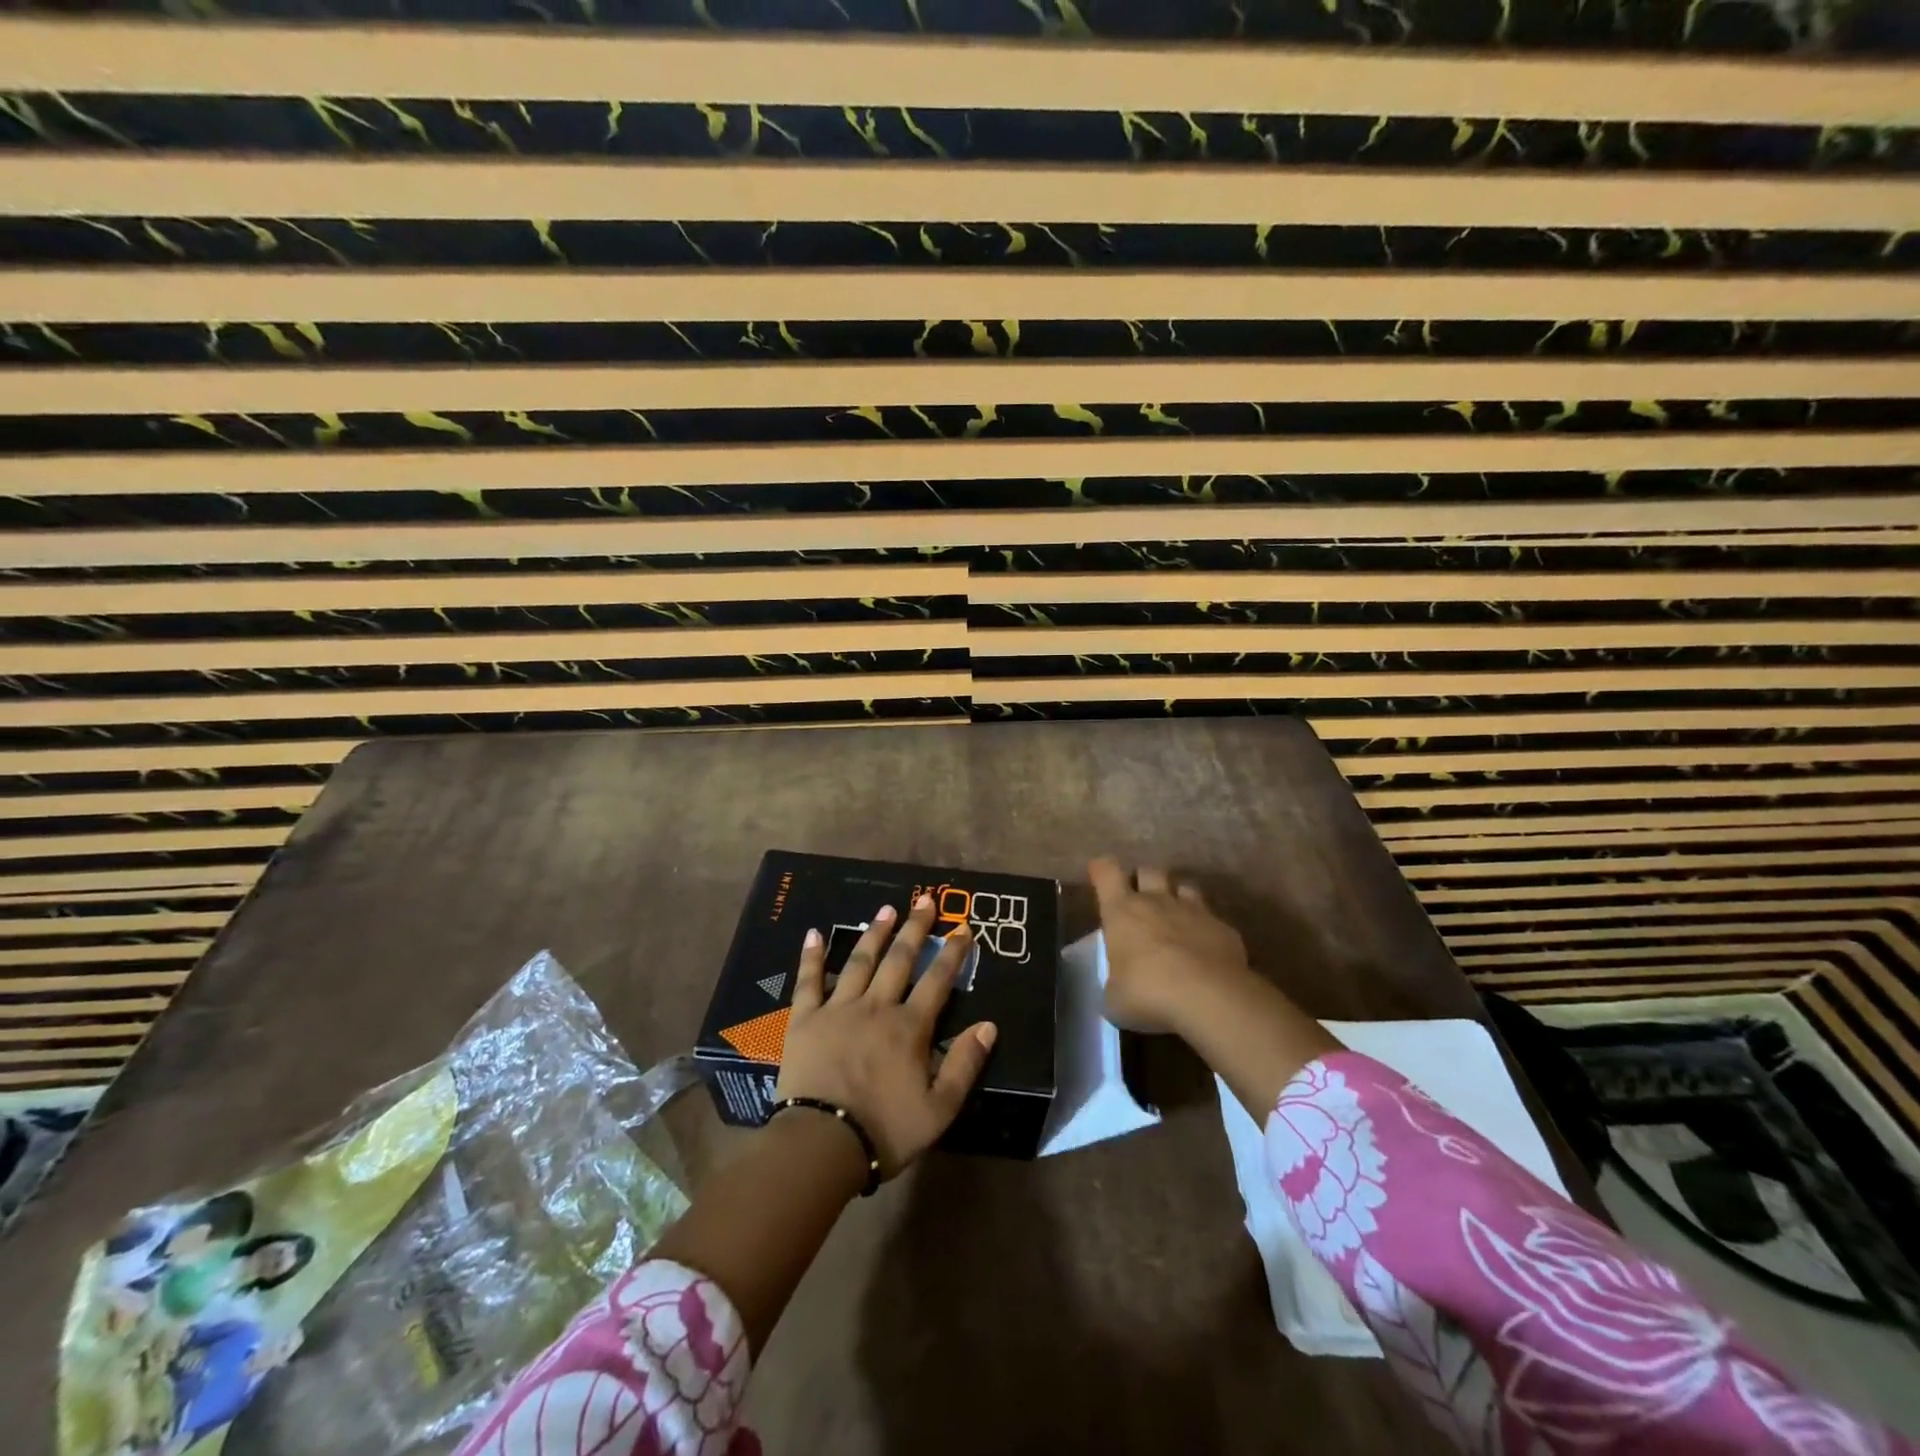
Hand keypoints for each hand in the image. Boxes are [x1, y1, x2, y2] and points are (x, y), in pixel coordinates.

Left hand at [775, 897, 997, 1178]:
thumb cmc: (885, 1131)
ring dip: (875, 933)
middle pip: (899, 960)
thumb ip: (965, 1064)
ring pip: (860, 962)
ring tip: (886, 909)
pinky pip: (808, 981)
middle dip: (916, 929)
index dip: (953, 953)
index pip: (937, 981)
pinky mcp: (805, 1020)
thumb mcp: (940, 1109)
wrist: (822, 1145)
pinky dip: (812, 956)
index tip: (963, 928)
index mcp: (910, 1028)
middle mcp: (876, 1007)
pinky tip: (814, 933)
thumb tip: (989, 1025)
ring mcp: (838, 1009)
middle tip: (925, 900)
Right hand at [1090, 856, 1256, 1036]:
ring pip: (1184, 886)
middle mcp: (1157, 901)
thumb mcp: (1115, 999)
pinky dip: (1205, 928)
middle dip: (1142, 880)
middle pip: (1148, 871)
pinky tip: (1205, 949)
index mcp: (1122, 911)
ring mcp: (1194, 911)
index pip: (1106, 871)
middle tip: (1139, 900)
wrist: (1210, 998)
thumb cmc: (1148, 992)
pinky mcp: (1224, 928)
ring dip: (1177, 897)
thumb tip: (1119, 988)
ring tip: (1174, 917)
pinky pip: (1211, 918)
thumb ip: (1115, 985)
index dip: (1101, 869)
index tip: (1099, 874)